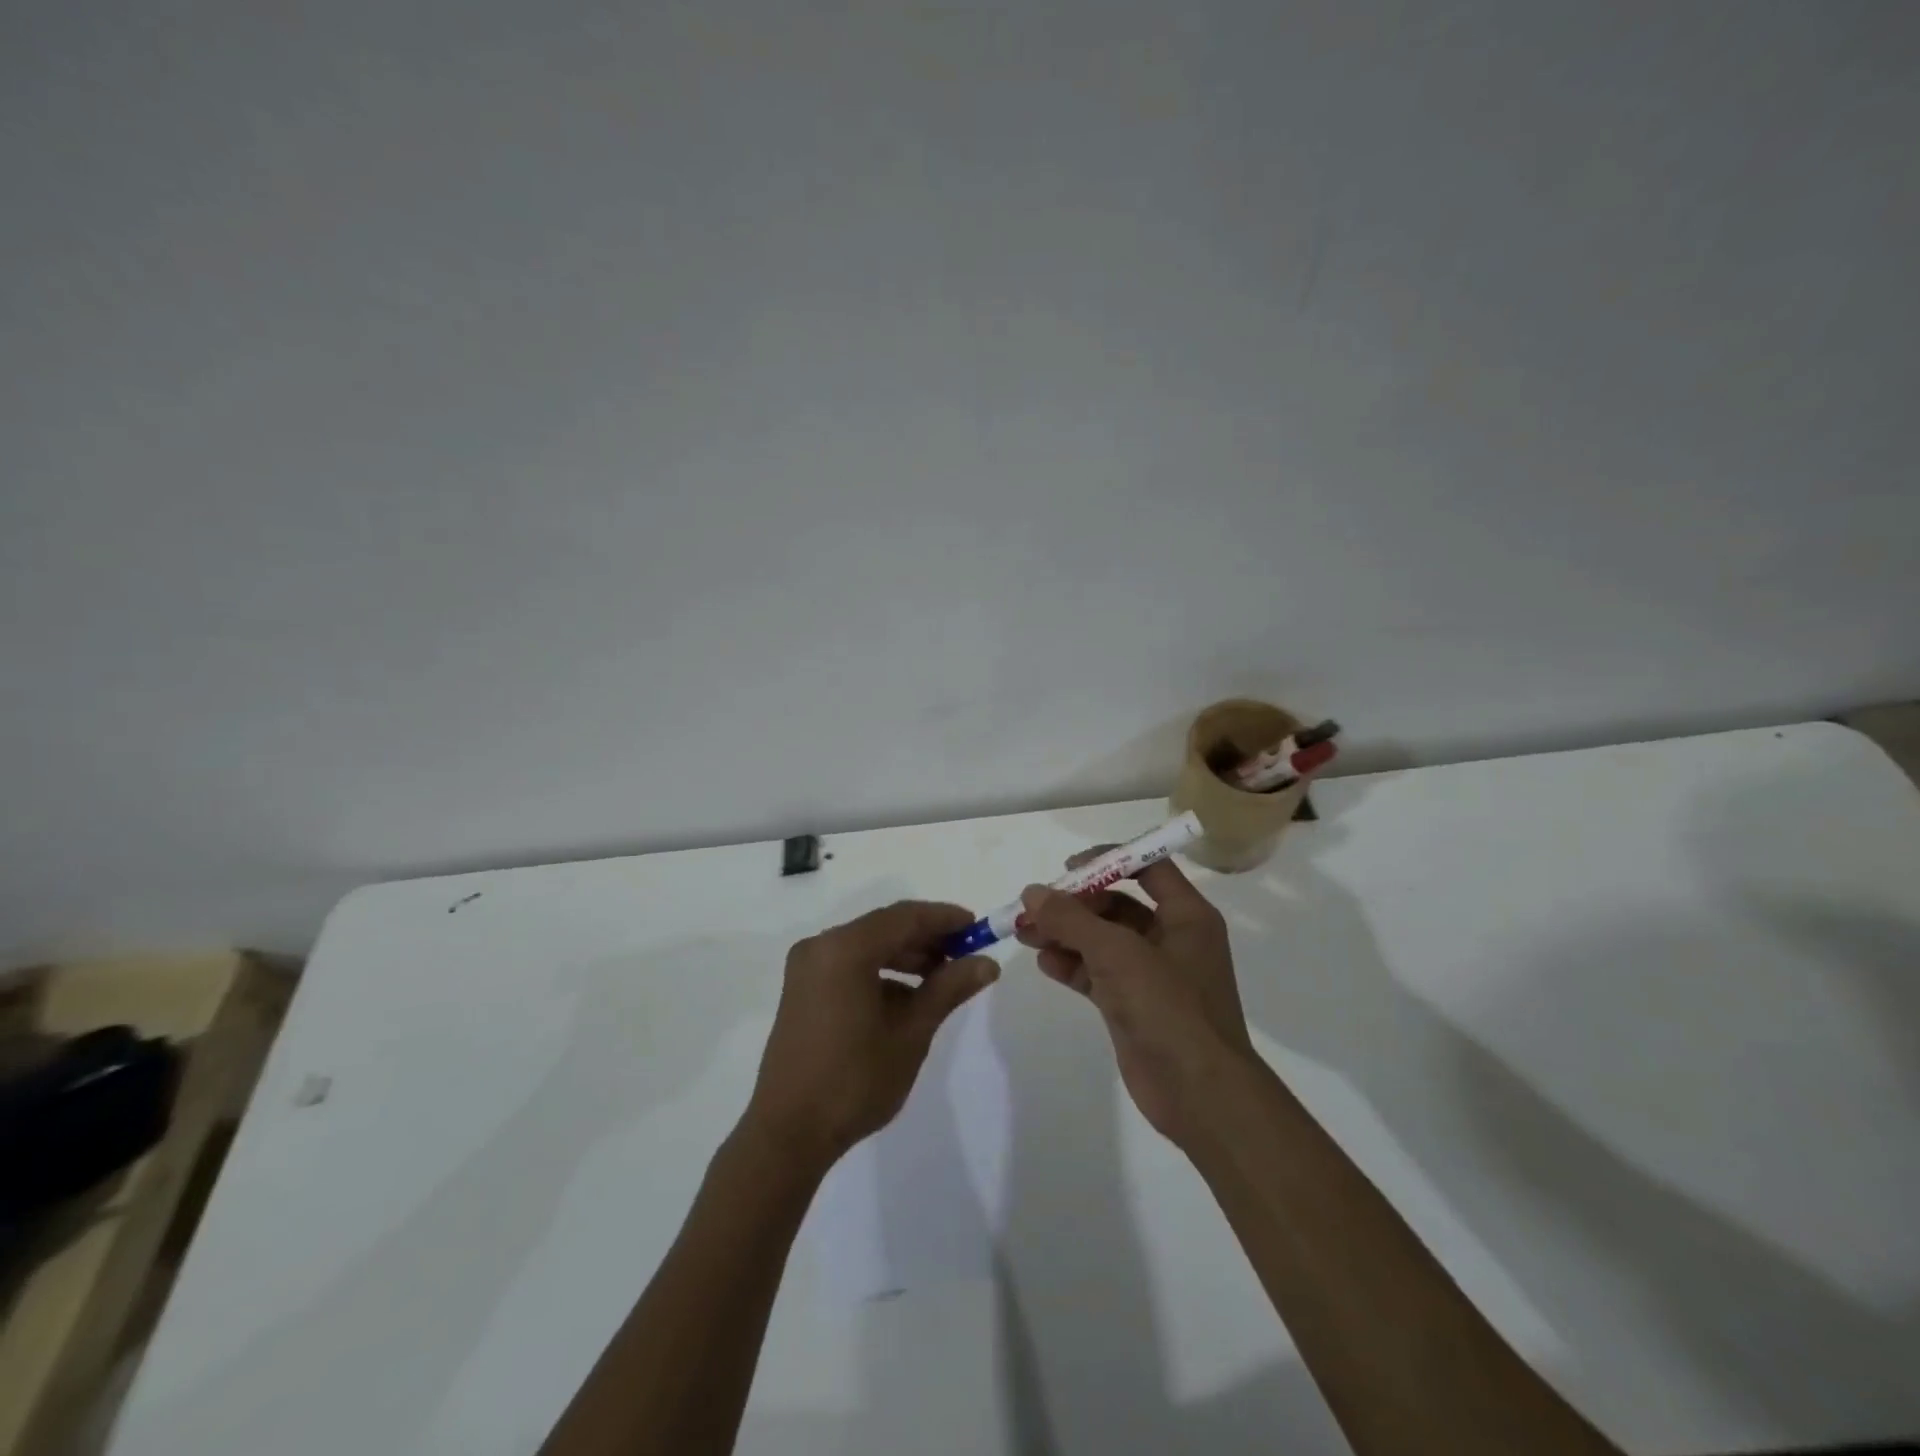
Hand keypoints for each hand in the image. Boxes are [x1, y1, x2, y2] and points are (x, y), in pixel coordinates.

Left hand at [743, 901, 998, 1170]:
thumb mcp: (911, 1032)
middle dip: (927, 938)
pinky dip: (881, 972)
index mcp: (844, 949)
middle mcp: (821, 947)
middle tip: (966, 955)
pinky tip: (908, 998)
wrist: (789, 1133)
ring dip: (906, 956)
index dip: (945, 919)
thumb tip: (987, 963)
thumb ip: (949, 988)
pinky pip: (850, 965)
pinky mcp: (802, 989)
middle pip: (884, 928)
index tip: (978, 928)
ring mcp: (807, 968)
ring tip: (943, 978)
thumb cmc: (855, 1080)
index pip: (904, 917)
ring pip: (868, 946)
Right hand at [1016, 855, 1253, 1146]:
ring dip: (1065, 933)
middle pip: (1118, 904)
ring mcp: (1151, 974)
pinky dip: (1072, 965)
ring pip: (1102, 940)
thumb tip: (1033, 892)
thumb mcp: (1118, 953)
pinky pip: (1097, 973)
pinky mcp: (1133, 1005)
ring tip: (1025, 932)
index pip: (1148, 868)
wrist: (1199, 1094)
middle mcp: (1172, 938)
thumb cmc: (1169, 1008)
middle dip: (1075, 904)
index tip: (1069, 868)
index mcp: (1186, 916)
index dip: (1109, 861)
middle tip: (1035, 907)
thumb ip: (1072, 919)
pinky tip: (1044, 962)